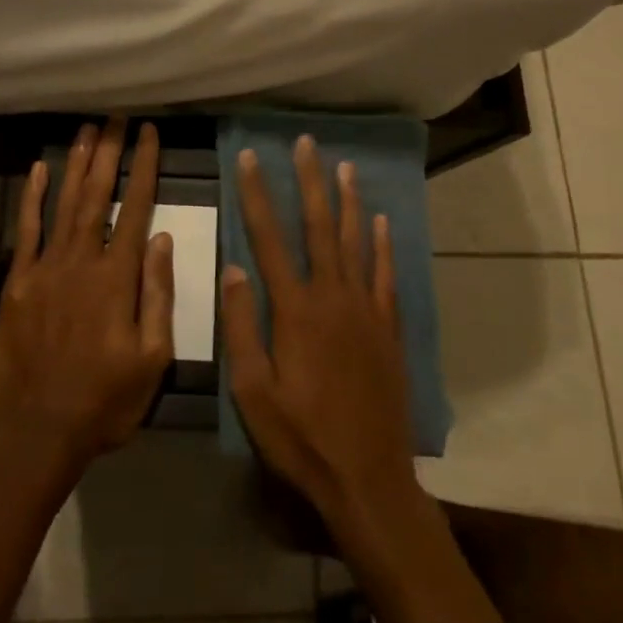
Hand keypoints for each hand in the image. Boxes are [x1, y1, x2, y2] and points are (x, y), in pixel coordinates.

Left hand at [0, 118, 175, 483]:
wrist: (36, 432)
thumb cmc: (104, 400)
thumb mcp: (152, 358)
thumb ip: (158, 295)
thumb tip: (161, 239)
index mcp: (118, 277)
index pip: (136, 207)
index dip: (144, 167)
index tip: (150, 134)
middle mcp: (82, 260)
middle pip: (98, 194)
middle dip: (110, 152)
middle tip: (117, 117)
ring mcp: (46, 267)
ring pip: (65, 202)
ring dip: (77, 163)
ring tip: (88, 129)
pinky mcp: (18, 281)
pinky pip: (27, 230)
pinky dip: (33, 197)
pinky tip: (39, 169)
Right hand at [222, 137, 420, 536]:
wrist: (369, 479)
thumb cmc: (301, 438)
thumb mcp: (253, 392)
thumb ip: (241, 327)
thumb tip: (233, 268)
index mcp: (295, 310)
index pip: (270, 238)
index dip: (257, 195)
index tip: (250, 158)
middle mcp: (333, 297)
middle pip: (319, 227)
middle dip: (310, 181)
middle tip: (306, 143)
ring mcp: (366, 310)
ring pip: (356, 242)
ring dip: (348, 201)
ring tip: (344, 166)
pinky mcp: (389, 329)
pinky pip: (385, 275)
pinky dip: (383, 245)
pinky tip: (381, 222)